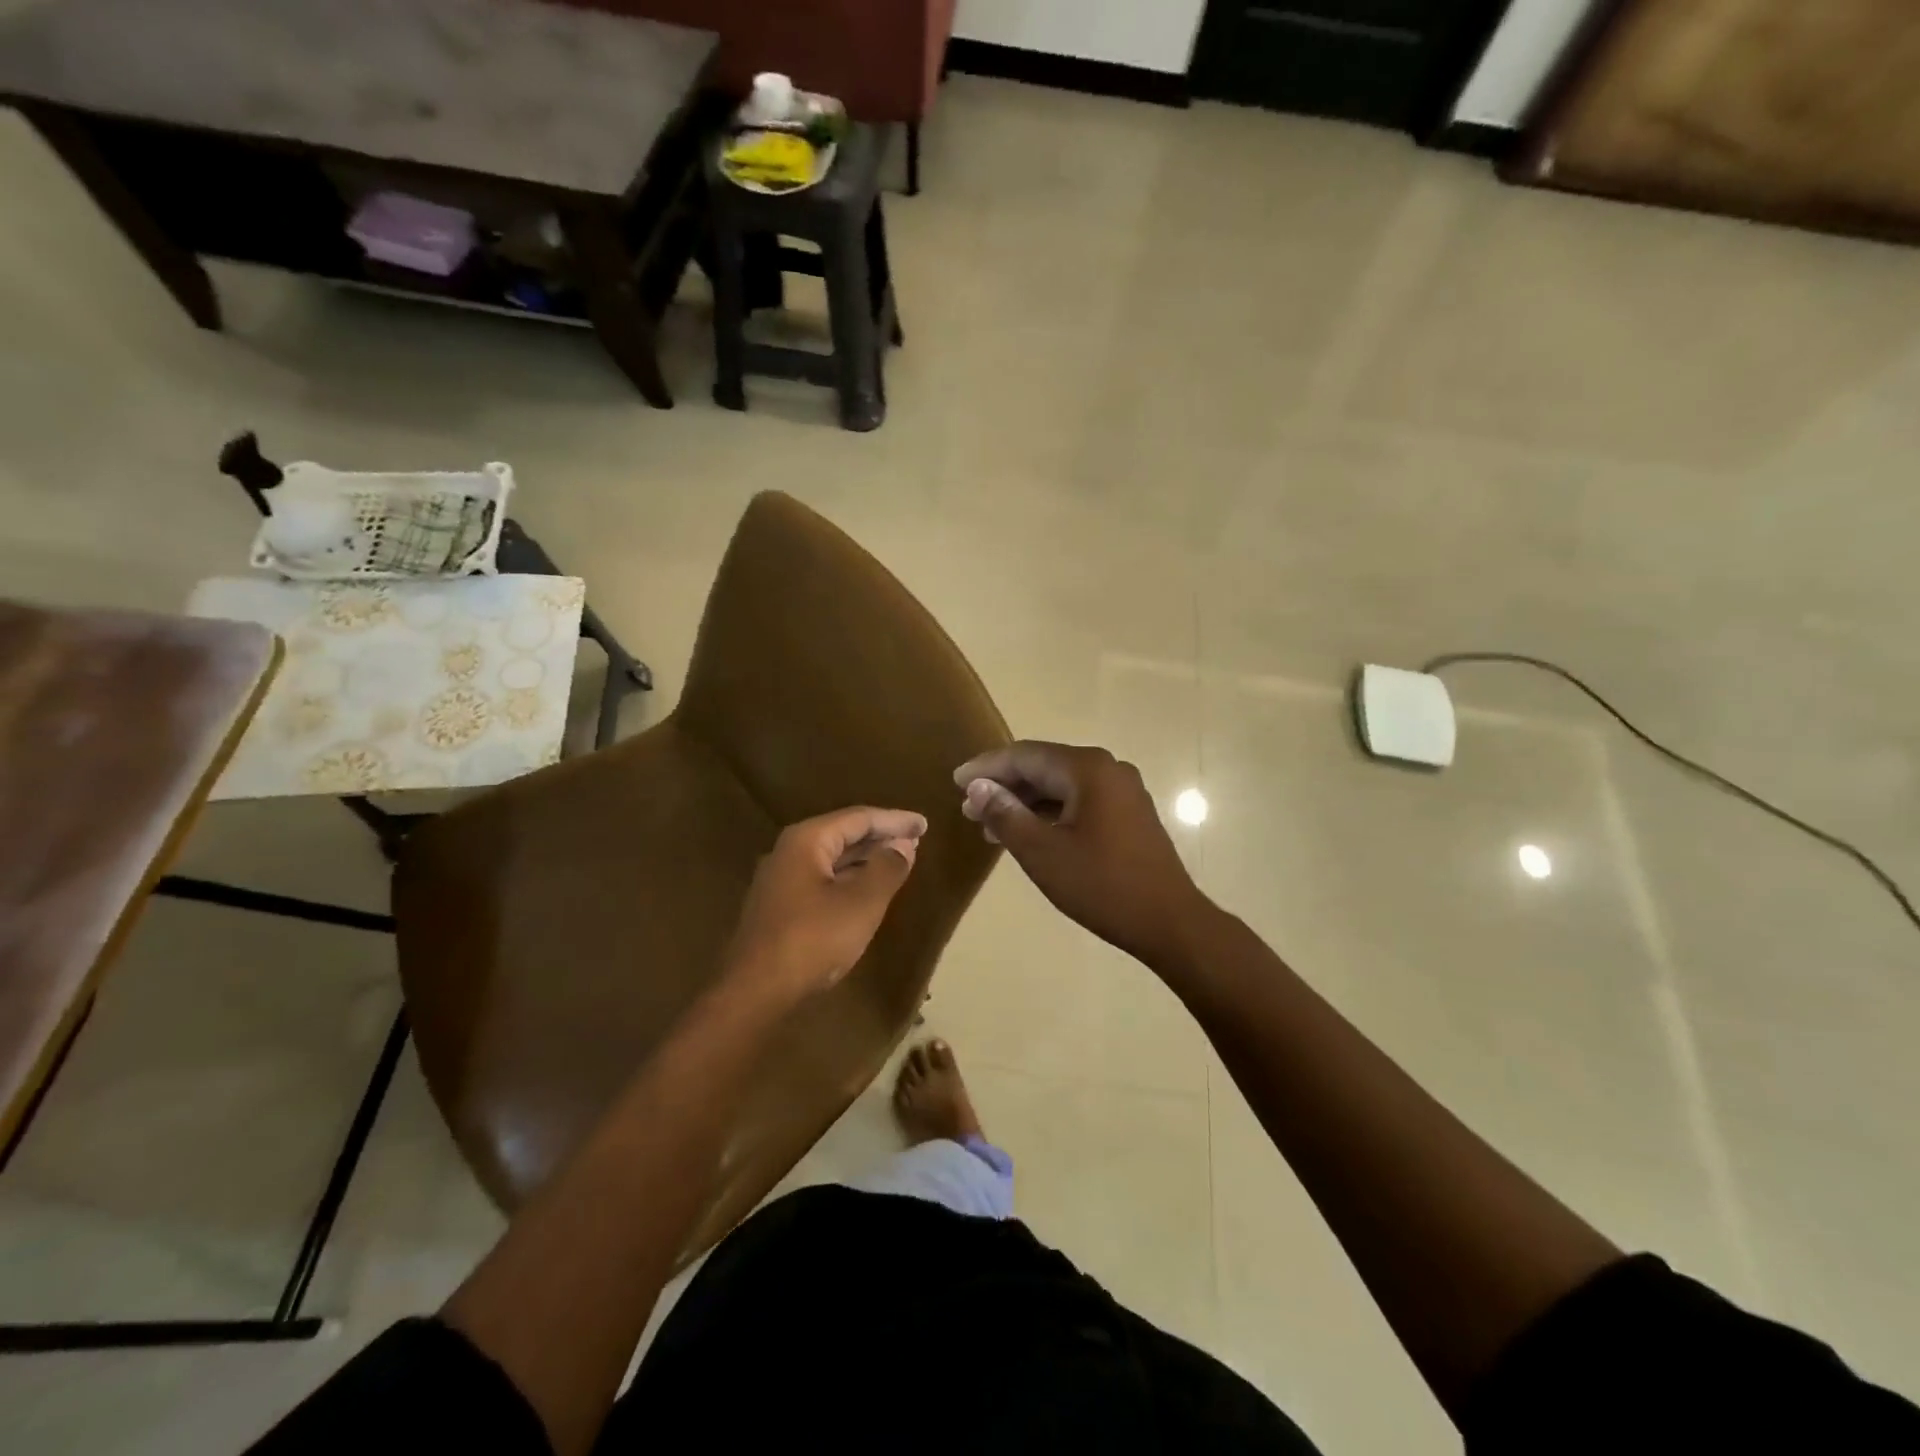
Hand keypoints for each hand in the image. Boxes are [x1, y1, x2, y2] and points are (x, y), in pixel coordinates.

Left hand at [725, 806, 926, 1002]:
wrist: (755, 991)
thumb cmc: (813, 938)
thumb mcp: (862, 902)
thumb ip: (887, 868)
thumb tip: (903, 846)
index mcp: (807, 840)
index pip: (859, 818)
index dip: (895, 820)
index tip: (923, 824)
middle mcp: (789, 852)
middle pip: (843, 834)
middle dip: (881, 837)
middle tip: (915, 840)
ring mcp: (781, 881)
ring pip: (832, 859)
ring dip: (866, 859)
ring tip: (898, 861)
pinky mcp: (780, 908)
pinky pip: (823, 880)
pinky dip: (850, 878)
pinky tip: (867, 890)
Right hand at [954, 742, 1211, 965]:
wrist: (1168, 921)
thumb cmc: (1101, 885)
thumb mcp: (1042, 852)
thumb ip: (1006, 814)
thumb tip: (977, 787)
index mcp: (1088, 769)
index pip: (1025, 756)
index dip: (987, 767)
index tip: (956, 781)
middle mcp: (1108, 769)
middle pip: (1044, 766)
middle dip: (1005, 786)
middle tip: (969, 807)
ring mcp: (1123, 791)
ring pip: (1062, 786)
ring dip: (1025, 802)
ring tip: (991, 825)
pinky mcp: (1129, 813)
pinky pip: (1080, 801)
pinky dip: (1050, 813)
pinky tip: (1028, 834)